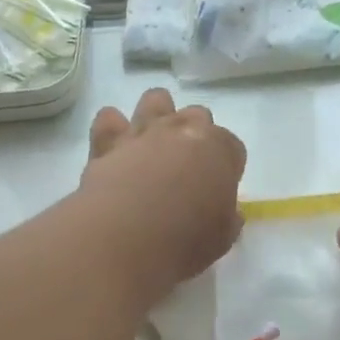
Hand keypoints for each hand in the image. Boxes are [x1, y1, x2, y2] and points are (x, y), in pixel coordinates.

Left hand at [79, 89, 245, 302]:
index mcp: (218, 149)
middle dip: (196, 135)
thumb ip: (227, 217)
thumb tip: (227, 212)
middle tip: (187, 167)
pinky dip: (112, 128)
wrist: (125, 237)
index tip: (220, 187)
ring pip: (155, 99)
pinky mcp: (107, 142)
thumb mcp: (222, 237)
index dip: (227, 166)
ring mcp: (143, 131)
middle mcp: (182, 129)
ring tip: (153, 144)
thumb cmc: (185, 240)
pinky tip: (114, 147)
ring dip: (158, 115)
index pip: (232, 147)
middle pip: (197, 115)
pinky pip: (109, 119)